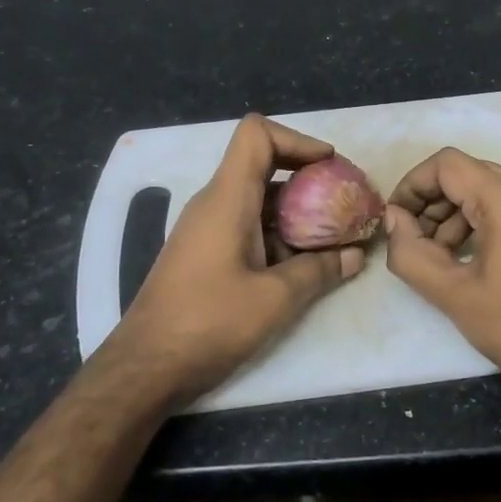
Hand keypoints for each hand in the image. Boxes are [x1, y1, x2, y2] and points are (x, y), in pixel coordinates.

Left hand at [111, 114, 366, 402]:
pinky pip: (248, 226)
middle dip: (308, 179)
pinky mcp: (206, 254)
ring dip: (297, 211)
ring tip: (335, 236)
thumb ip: (318, 271)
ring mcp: (207, 229)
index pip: (257, 135)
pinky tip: (304, 264)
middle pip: (263, 165)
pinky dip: (279, 234)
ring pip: (258, 200)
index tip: (330, 167)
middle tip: (344, 203)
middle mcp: (214, 204)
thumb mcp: (274, 299)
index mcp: (227, 198)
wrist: (146, 366)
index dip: (298, 140)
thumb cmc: (209, 323)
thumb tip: (354, 256)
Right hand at [384, 148, 500, 400]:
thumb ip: (411, 252)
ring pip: (491, 190)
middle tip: (414, 241)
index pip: (447, 164)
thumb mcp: (453, 294)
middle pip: (470, 174)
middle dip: (433, 202)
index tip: (395, 218)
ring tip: (440, 257)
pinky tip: (472, 259)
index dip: (412, 185)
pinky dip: (484, 222)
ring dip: (457, 214)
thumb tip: (393, 219)